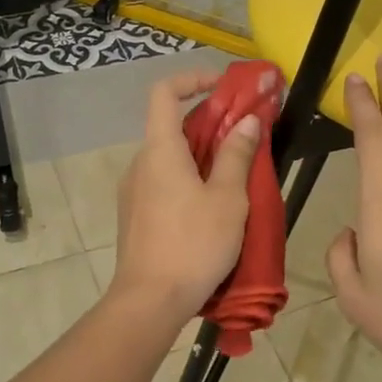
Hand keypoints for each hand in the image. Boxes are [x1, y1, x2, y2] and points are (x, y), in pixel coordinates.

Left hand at [110, 72, 260, 321]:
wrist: (150, 301)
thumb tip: (247, 120)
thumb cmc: (194, 244)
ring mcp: (134, 191)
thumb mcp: (228, 198)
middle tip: (245, 135)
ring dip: (201, 154)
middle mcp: (141, 163)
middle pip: (171, 126)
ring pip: (169, 157)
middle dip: (210, 123)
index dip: (193, 79)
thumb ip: (236, 155)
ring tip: (236, 174)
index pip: (165, 92)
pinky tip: (213, 206)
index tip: (224, 87)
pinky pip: (163, 181)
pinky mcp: (136, 215)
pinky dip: (188, 178)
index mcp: (160, 150)